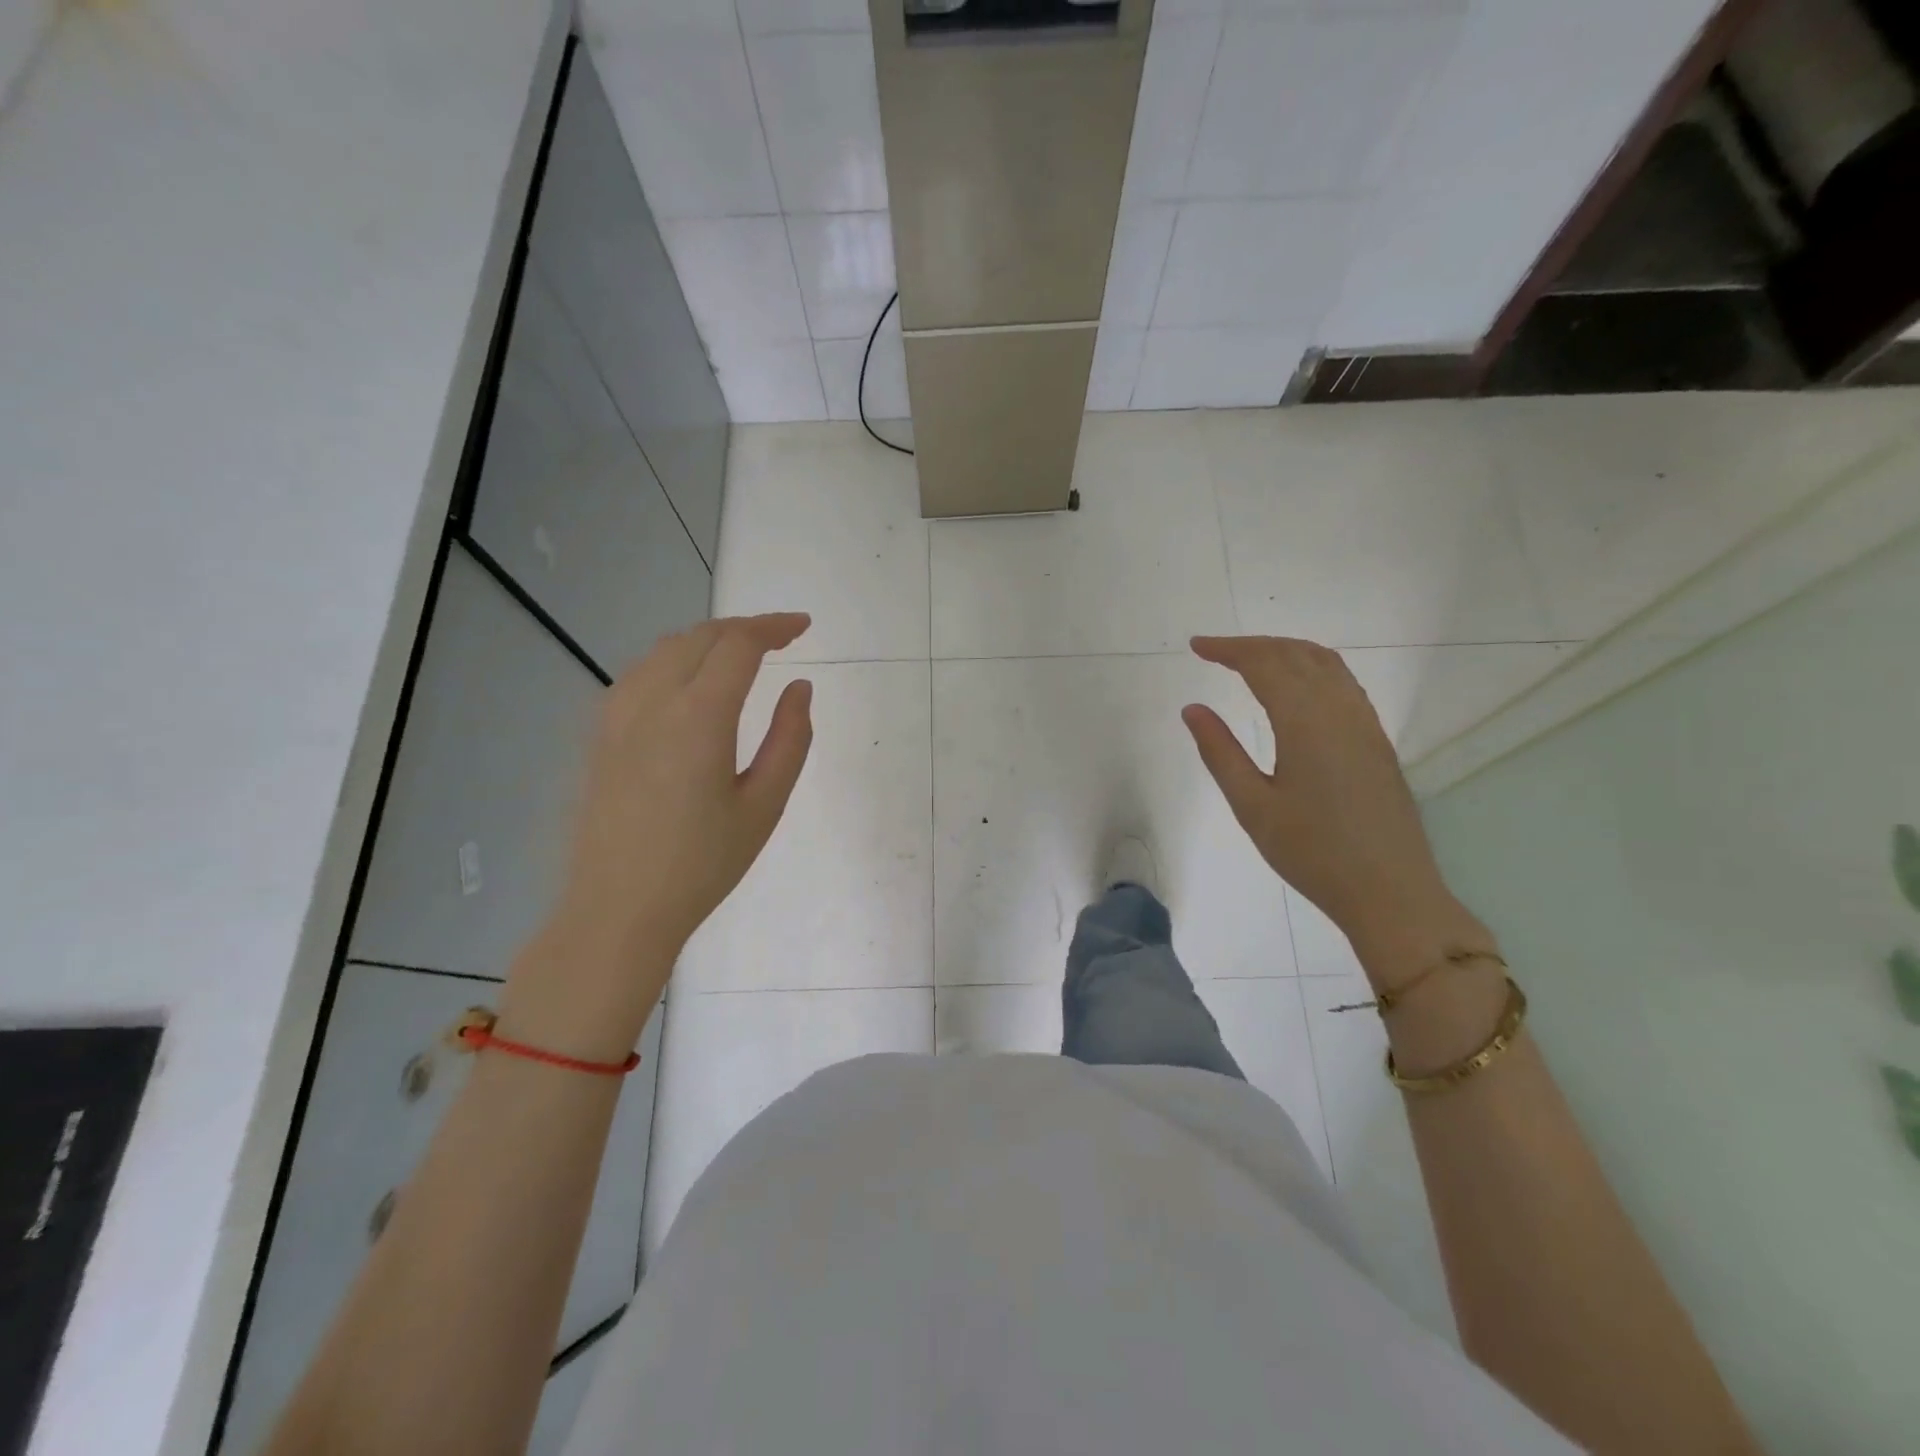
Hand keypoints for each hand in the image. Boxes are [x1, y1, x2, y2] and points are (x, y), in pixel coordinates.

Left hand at [501, 614, 813, 1053]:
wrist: (618, 910)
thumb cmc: (702, 864)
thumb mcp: (764, 805)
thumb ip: (790, 739)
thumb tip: (799, 688)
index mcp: (698, 716)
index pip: (739, 645)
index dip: (775, 627)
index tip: (804, 627)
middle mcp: (652, 700)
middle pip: (700, 637)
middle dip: (744, 628)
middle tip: (781, 638)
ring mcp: (618, 715)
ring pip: (665, 649)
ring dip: (707, 639)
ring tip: (740, 654)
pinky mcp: (601, 734)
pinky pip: (640, 673)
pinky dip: (675, 660)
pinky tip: (690, 684)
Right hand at [1182, 636, 1462, 953]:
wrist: (1390, 891)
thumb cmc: (1312, 852)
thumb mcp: (1253, 806)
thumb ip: (1220, 752)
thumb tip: (1192, 709)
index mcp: (1305, 721)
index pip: (1263, 664)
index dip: (1227, 649)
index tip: (1196, 646)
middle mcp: (1340, 709)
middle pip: (1295, 654)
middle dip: (1253, 645)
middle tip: (1216, 651)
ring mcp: (1364, 723)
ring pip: (1325, 663)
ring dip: (1285, 651)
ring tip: (1251, 660)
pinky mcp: (1376, 740)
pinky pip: (1343, 683)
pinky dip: (1312, 668)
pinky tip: (1297, 688)